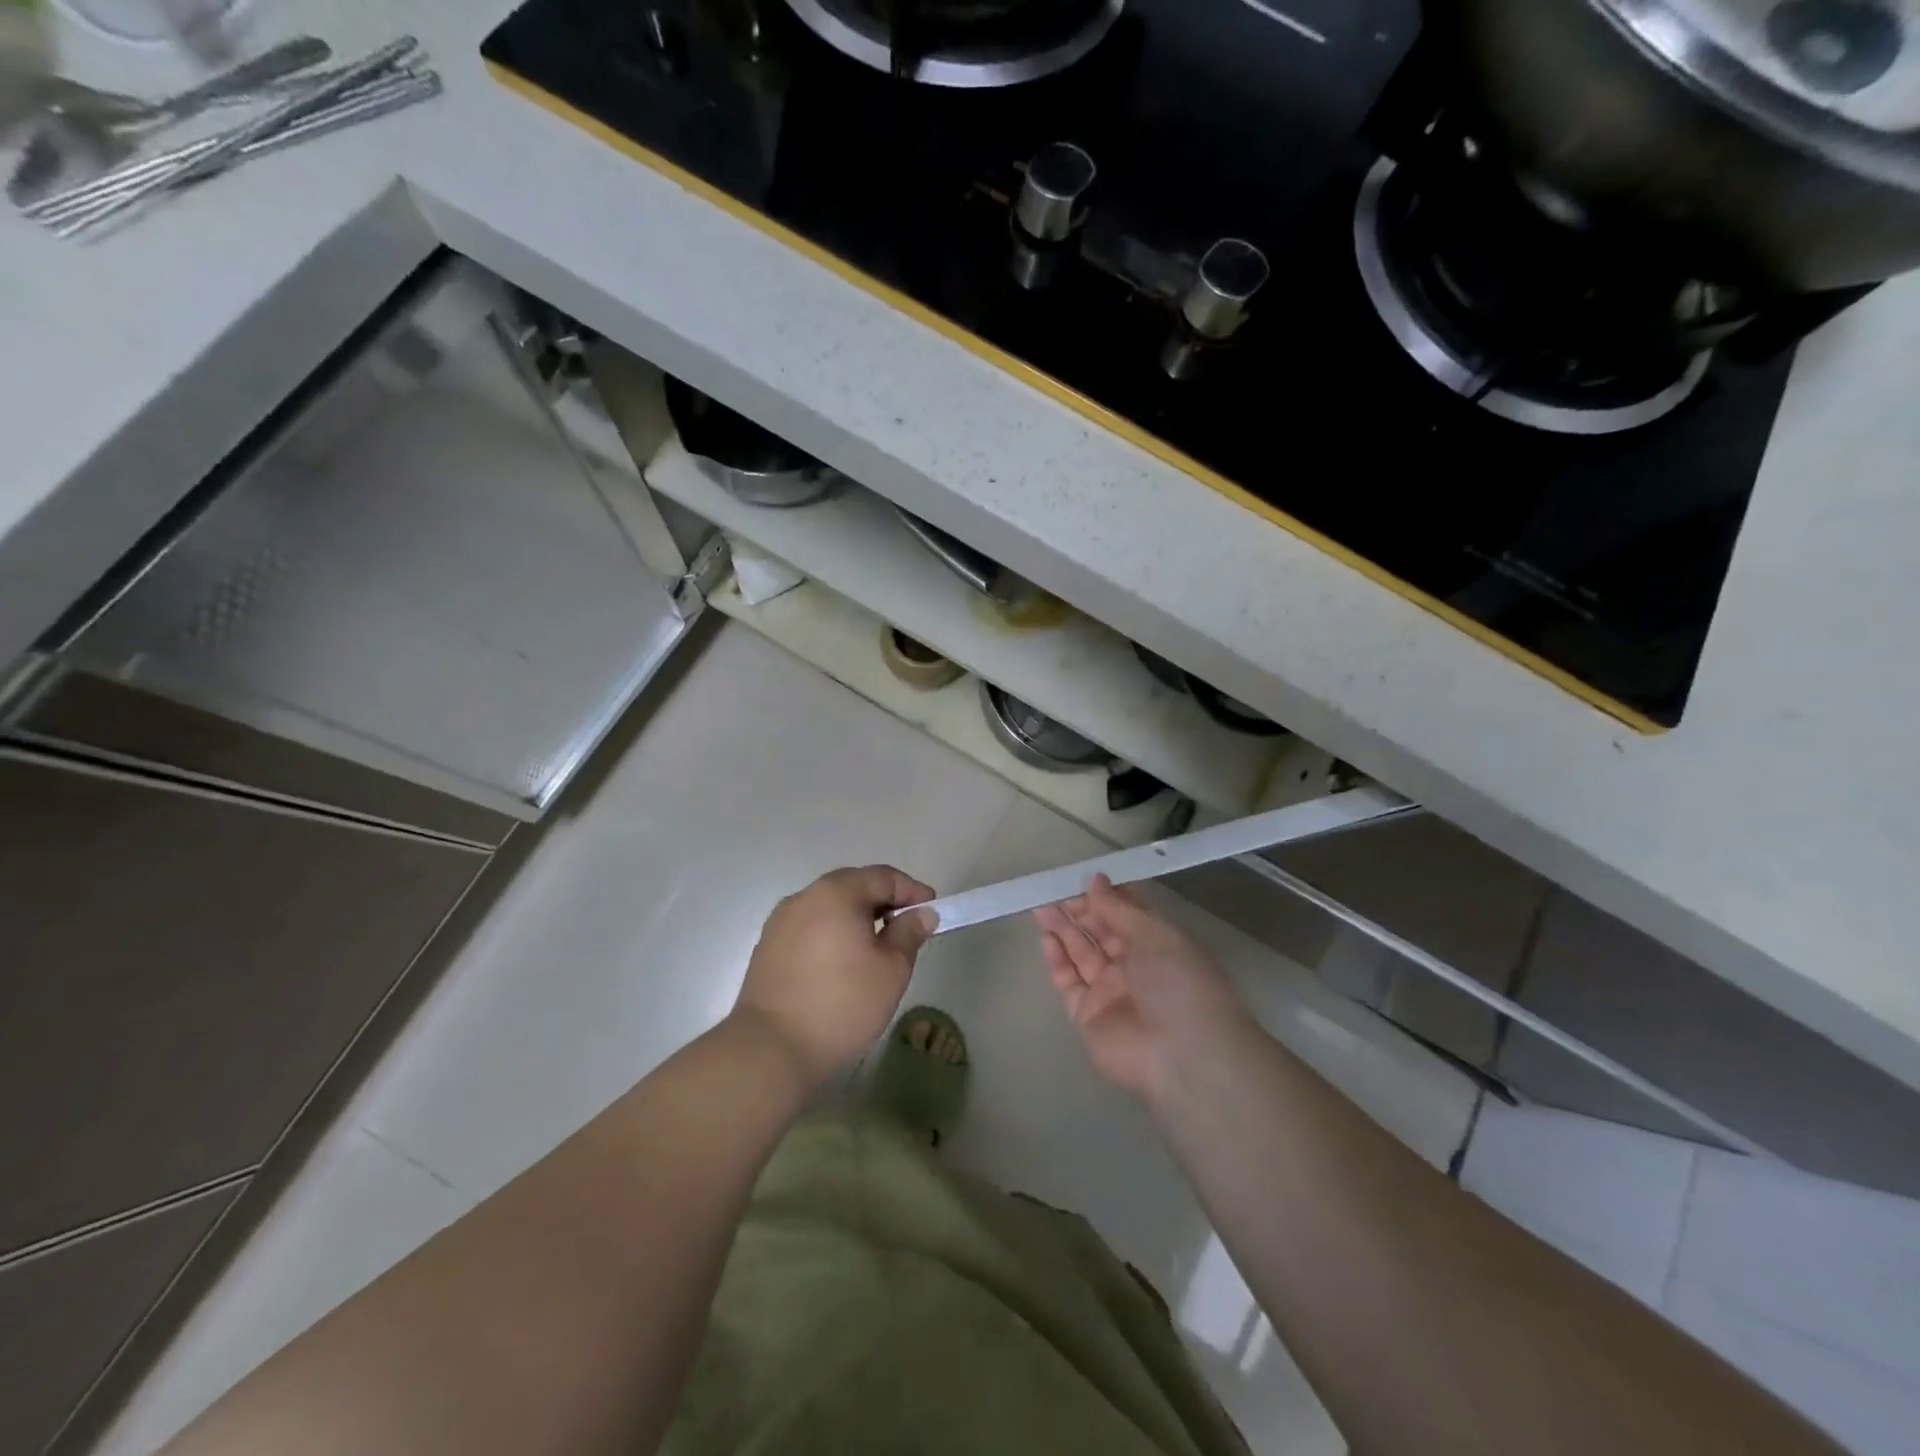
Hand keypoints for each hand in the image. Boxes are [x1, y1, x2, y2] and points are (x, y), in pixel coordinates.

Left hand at [733, 866, 937, 1086]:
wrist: (770, 1048)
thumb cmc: (842, 1003)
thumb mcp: (891, 970)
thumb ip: (909, 934)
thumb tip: (922, 914)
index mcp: (837, 892)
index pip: (883, 877)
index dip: (912, 890)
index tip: (932, 910)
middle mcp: (805, 896)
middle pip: (853, 887)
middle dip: (883, 902)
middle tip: (906, 927)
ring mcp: (781, 921)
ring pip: (829, 907)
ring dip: (856, 918)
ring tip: (875, 947)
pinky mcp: (768, 947)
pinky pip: (810, 927)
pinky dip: (832, 934)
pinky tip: (842, 963)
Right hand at [1035, 875, 1248, 1103]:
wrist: (1180, 1054)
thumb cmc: (1176, 982)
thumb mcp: (1154, 934)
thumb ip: (1118, 908)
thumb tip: (1094, 880)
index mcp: (1159, 944)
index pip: (1128, 914)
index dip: (1106, 896)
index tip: (1083, 878)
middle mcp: (1135, 966)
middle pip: (1101, 932)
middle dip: (1079, 910)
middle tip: (1053, 891)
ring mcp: (1110, 991)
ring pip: (1081, 953)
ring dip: (1063, 929)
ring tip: (1040, 907)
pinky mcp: (1088, 1015)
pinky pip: (1069, 981)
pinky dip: (1057, 959)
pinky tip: (1045, 937)